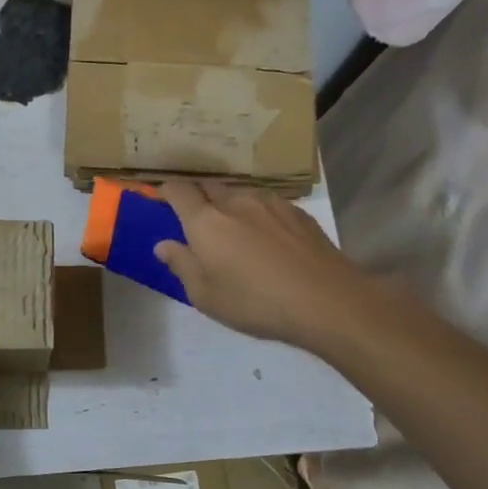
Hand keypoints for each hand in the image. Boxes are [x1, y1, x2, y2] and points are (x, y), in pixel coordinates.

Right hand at [154, 181, 374, 352]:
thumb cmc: (255, 303)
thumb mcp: (206, 296)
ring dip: (228, 204)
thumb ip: (182, 265)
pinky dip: (256, 213)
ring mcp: (269, 203)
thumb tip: (163, 244)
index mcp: (205, 221)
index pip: (178, 190)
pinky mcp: (297, 212)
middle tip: (194, 218)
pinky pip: (266, 204)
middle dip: (196, 196)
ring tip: (232, 228)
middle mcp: (234, 202)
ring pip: (239, 193)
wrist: (326, 300)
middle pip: (208, 186)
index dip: (165, 190)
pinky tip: (265, 237)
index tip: (161, 199)